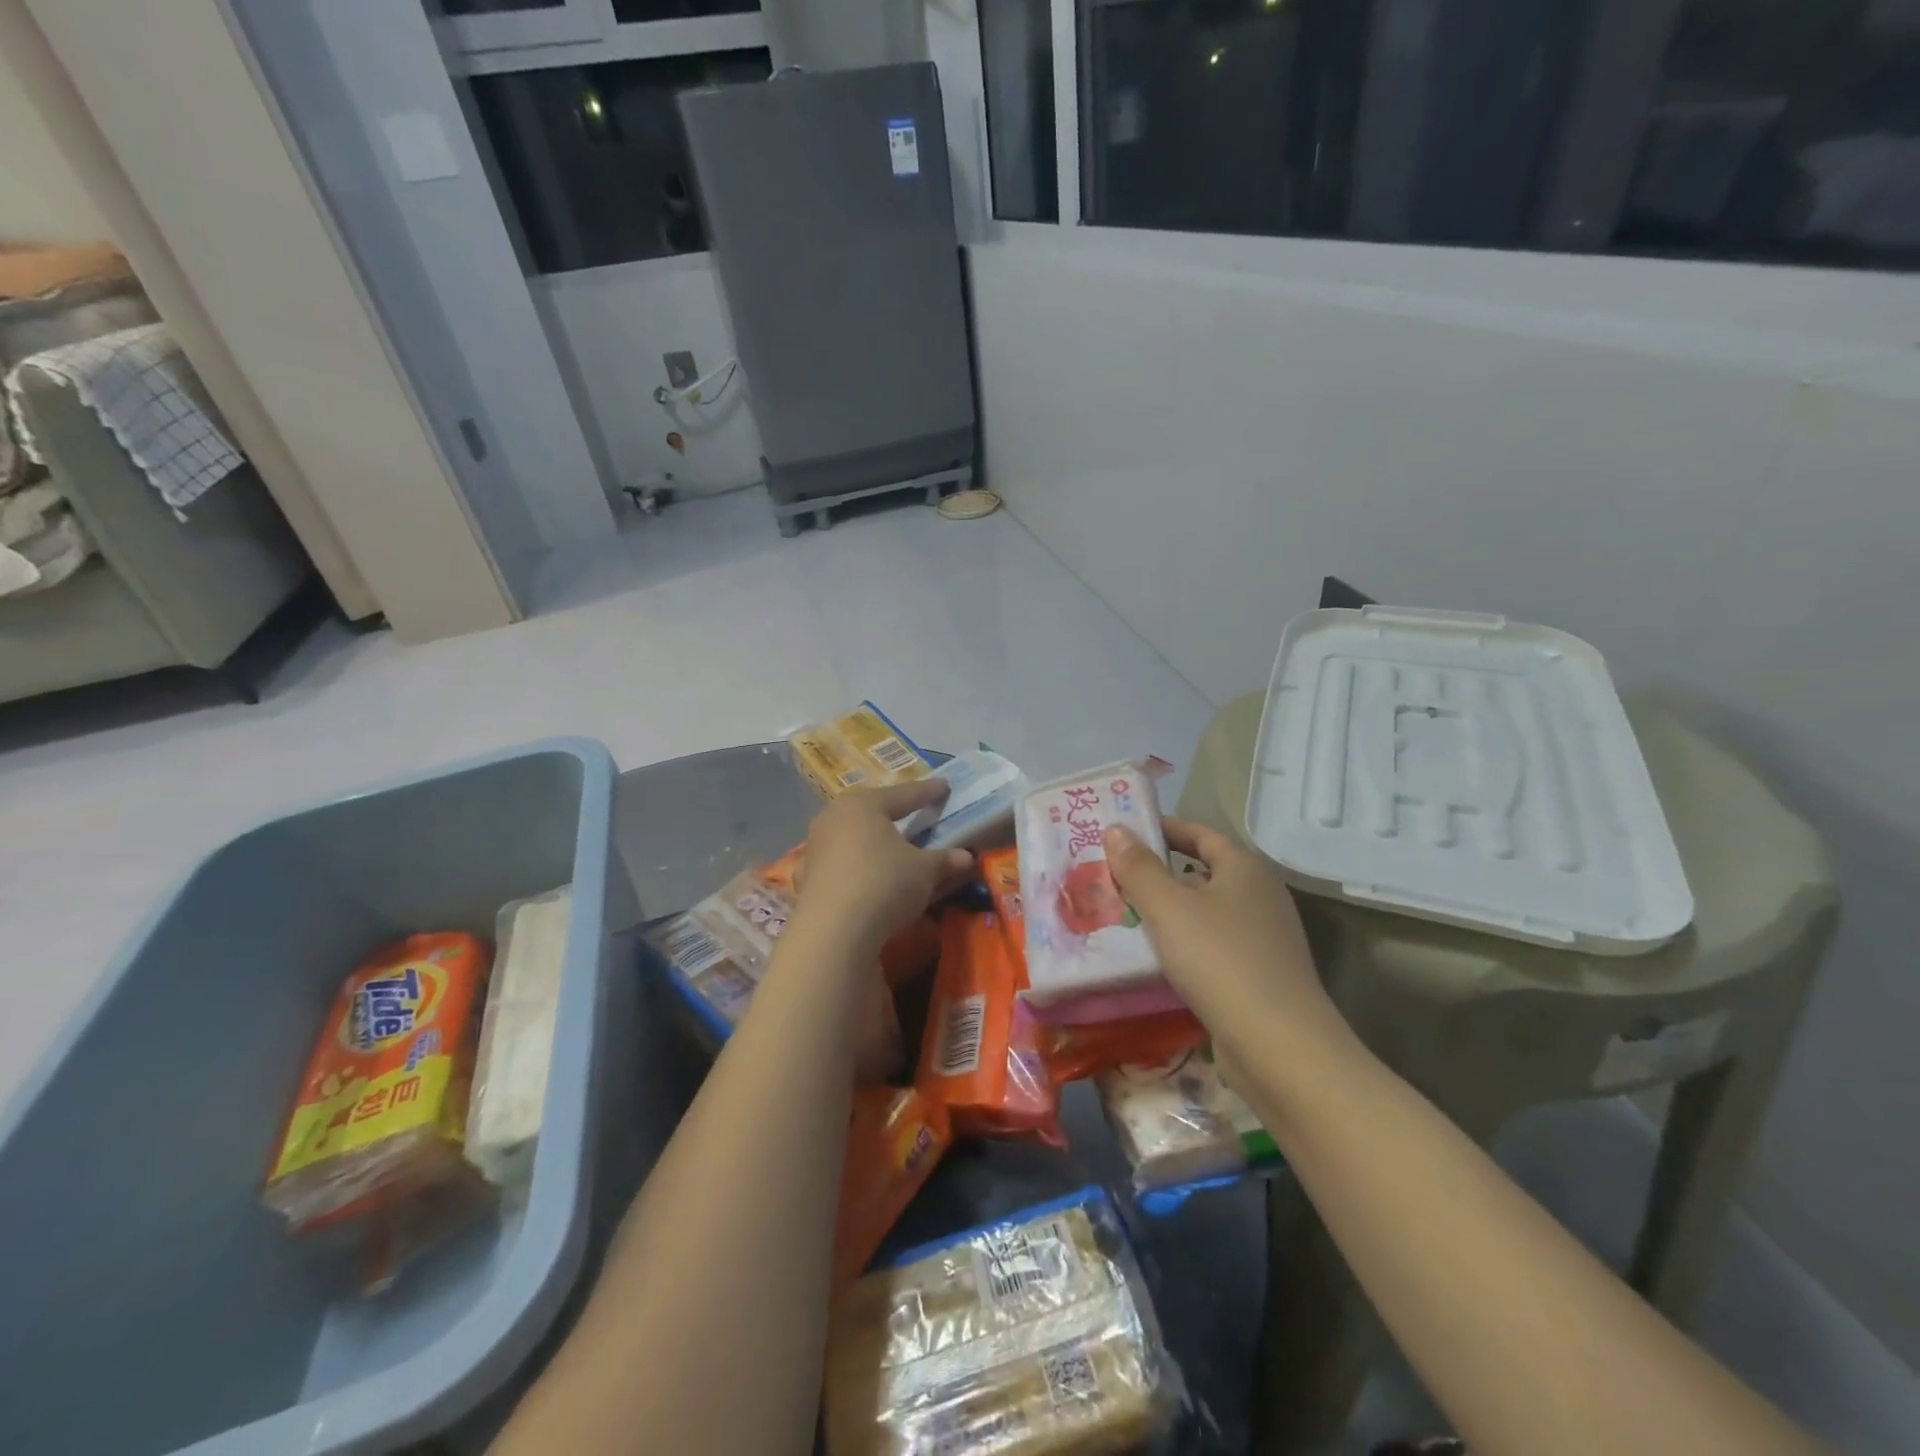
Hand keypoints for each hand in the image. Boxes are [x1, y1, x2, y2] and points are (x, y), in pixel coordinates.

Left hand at [791, 780, 973, 952]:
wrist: (832, 933)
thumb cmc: (884, 884)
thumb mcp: (923, 871)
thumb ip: (944, 860)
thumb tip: (966, 856)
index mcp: (864, 804)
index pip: (904, 794)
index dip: (927, 792)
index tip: (943, 786)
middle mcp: (834, 817)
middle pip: (870, 810)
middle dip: (891, 811)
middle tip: (911, 811)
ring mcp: (816, 847)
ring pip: (851, 835)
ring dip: (870, 839)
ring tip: (889, 845)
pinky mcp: (807, 877)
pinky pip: (840, 862)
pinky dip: (856, 865)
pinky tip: (866, 874)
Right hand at [1104, 817, 1347, 1062]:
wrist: (1278, 1046)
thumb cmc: (1220, 960)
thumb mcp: (1168, 907)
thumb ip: (1139, 867)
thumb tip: (1116, 829)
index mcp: (1245, 869)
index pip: (1200, 834)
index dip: (1163, 828)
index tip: (1124, 831)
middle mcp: (1260, 897)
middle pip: (1202, 873)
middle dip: (1158, 873)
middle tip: (1112, 875)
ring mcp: (1263, 939)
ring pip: (1204, 913)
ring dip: (1167, 912)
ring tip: (1121, 915)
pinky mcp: (1258, 976)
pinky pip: (1211, 946)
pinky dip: (1182, 944)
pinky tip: (1153, 958)